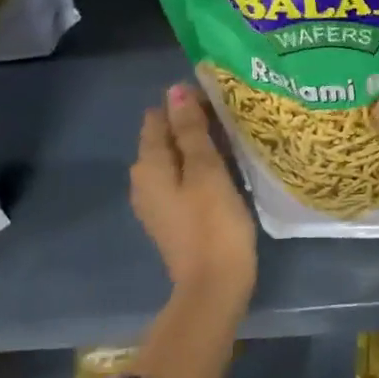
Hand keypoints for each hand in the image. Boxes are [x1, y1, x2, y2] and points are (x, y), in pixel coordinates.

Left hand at [131, 83, 257, 305]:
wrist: (214, 287)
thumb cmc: (213, 224)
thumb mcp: (206, 170)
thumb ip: (191, 130)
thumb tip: (175, 90)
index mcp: (148, 165)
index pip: (158, 117)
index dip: (186, 103)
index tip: (221, 100)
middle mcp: (144, 180)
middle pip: (166, 138)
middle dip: (194, 123)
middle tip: (233, 118)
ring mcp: (157, 202)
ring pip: (177, 159)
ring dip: (200, 147)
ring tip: (234, 139)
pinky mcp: (174, 218)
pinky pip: (184, 180)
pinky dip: (201, 169)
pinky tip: (226, 170)